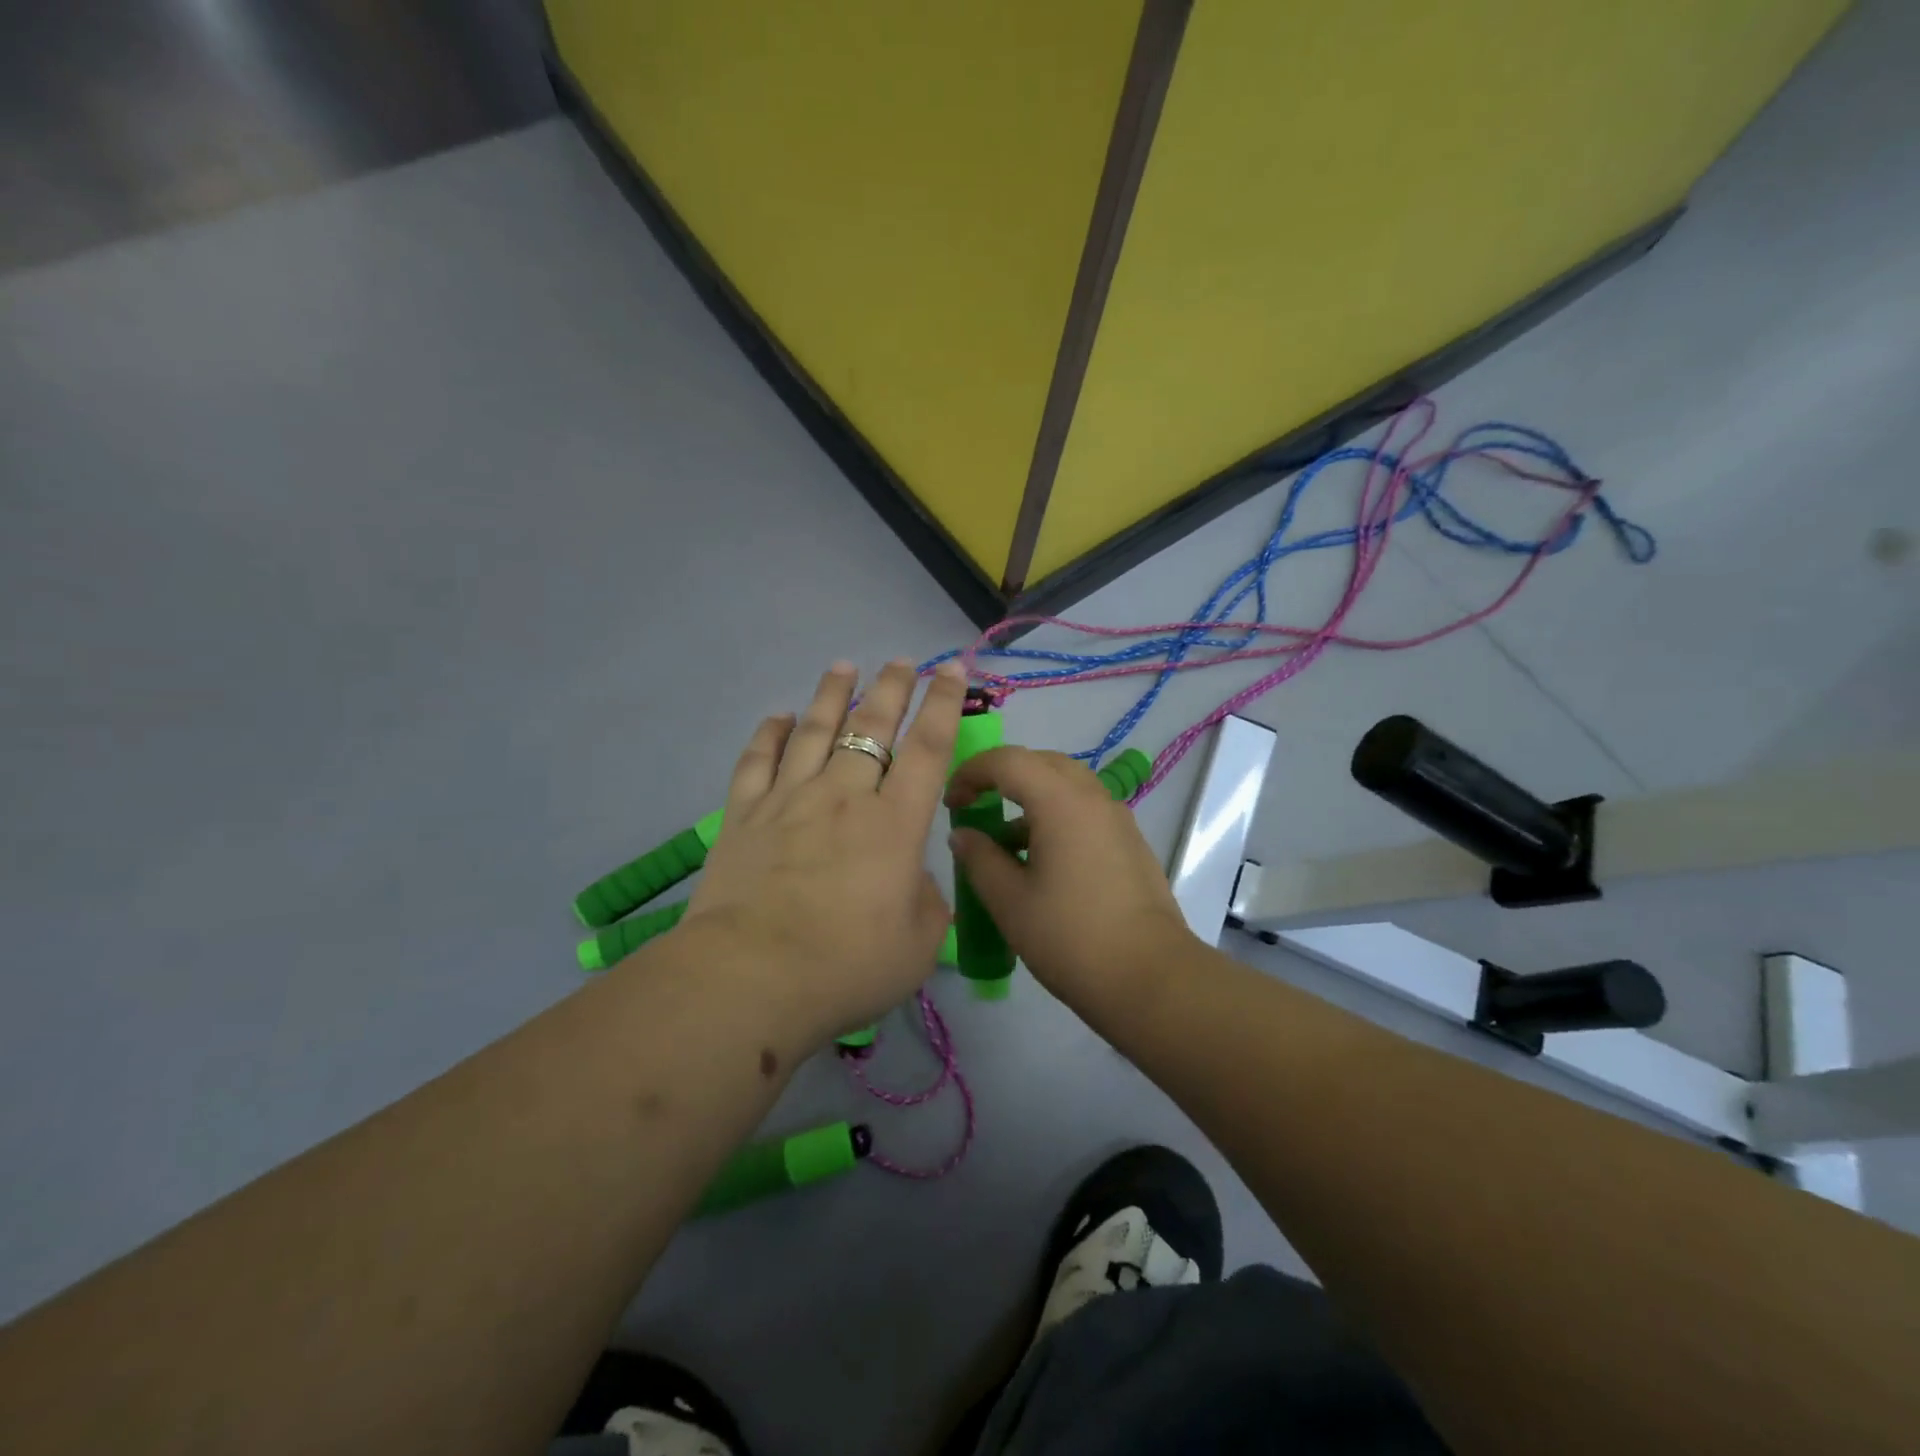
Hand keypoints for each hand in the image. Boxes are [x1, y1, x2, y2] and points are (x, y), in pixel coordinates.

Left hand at [679, 658, 965, 1047]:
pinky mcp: (743, 816)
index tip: (950, 669)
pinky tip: (777, 717)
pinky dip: (768, 734)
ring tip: (842, 666)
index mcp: (895, 824)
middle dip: (890, 688)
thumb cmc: (846, 966)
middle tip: (900, 661)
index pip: (928, 748)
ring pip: (813, 731)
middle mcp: (844, 796)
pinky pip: (756, 761)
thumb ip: (927, 903)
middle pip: (871, 727)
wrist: (750, 979)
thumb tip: (912, 878)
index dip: (943, 704)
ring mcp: (789, 800)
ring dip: (831, 695)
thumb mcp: (918, 946)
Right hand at [944, 747, 1192, 1007]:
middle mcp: (1094, 798)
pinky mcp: (1131, 843)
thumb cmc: (1070, 937)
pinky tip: (1042, 865)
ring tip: (1006, 845)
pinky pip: (1086, 811)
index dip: (972, 772)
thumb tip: (963, 835)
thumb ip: (979, 859)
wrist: (1150, 978)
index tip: (951, 802)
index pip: (1008, 760)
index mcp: (1061, 802)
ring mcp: (1118, 820)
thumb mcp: (1010, 902)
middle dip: (1003, 777)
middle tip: (977, 807)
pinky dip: (1056, 819)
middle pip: (1042, 763)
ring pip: (1067, 787)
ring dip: (1031, 800)